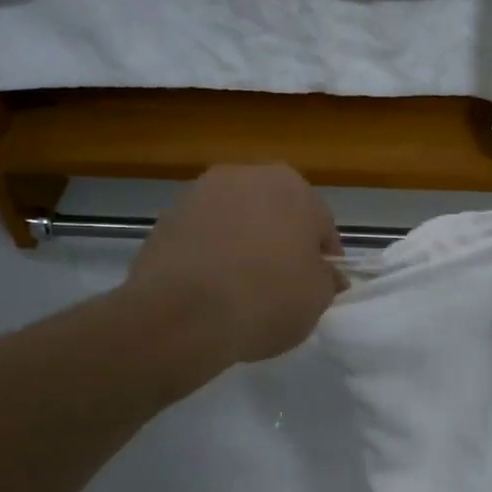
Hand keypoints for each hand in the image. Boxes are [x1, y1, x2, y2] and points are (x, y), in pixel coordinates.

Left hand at [131, 164, 343, 364]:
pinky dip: (209, 253)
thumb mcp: (317, 298)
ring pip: (235, 219)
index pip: (320, 224)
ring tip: (240, 286)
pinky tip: (210, 287)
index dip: (323, 257)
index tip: (320, 285)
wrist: (183, 315)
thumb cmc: (267, 299)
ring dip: (242, 242)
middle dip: (280, 241)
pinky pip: (202, 235)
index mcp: (292, 187)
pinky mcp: (165, 218)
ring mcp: (199, 193)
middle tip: (281, 283)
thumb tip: (326, 274)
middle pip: (274, 212)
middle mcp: (245, 176)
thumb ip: (326, 279)